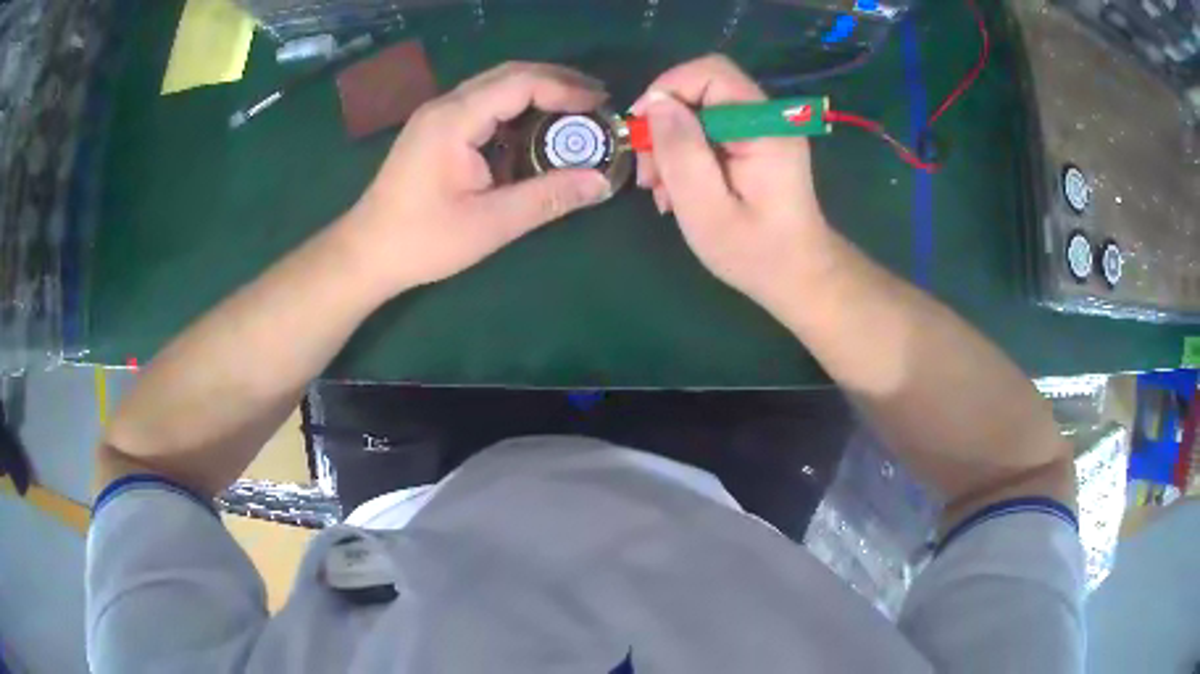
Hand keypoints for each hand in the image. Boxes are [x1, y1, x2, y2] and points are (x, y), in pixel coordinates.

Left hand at [347, 62, 613, 296]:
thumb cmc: (422, 240)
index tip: (601, 103)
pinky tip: (535, 126)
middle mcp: (445, 106)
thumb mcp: (490, 224)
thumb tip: (601, 183)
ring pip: (495, 86)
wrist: (365, 252)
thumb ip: (547, 198)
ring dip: (537, 91)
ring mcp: (436, 116)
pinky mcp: (435, 130)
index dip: (565, 87)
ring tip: (576, 108)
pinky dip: (516, 107)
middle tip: (596, 99)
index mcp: (455, 120)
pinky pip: (483, 104)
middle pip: (509, 74)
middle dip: (557, 80)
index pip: (520, 83)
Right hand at [633, 55, 832, 313]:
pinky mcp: (757, 144)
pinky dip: (687, 152)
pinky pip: (711, 130)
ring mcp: (764, 130)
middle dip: (665, 123)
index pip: (710, 73)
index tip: (641, 130)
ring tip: (659, 190)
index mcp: (764, 127)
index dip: (667, 89)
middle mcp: (769, 118)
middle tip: (647, 172)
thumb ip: (681, 152)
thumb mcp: (706, 209)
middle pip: (702, 89)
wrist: (800, 277)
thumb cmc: (755, 253)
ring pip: (701, 110)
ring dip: (671, 142)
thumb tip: (656, 103)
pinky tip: (677, 189)